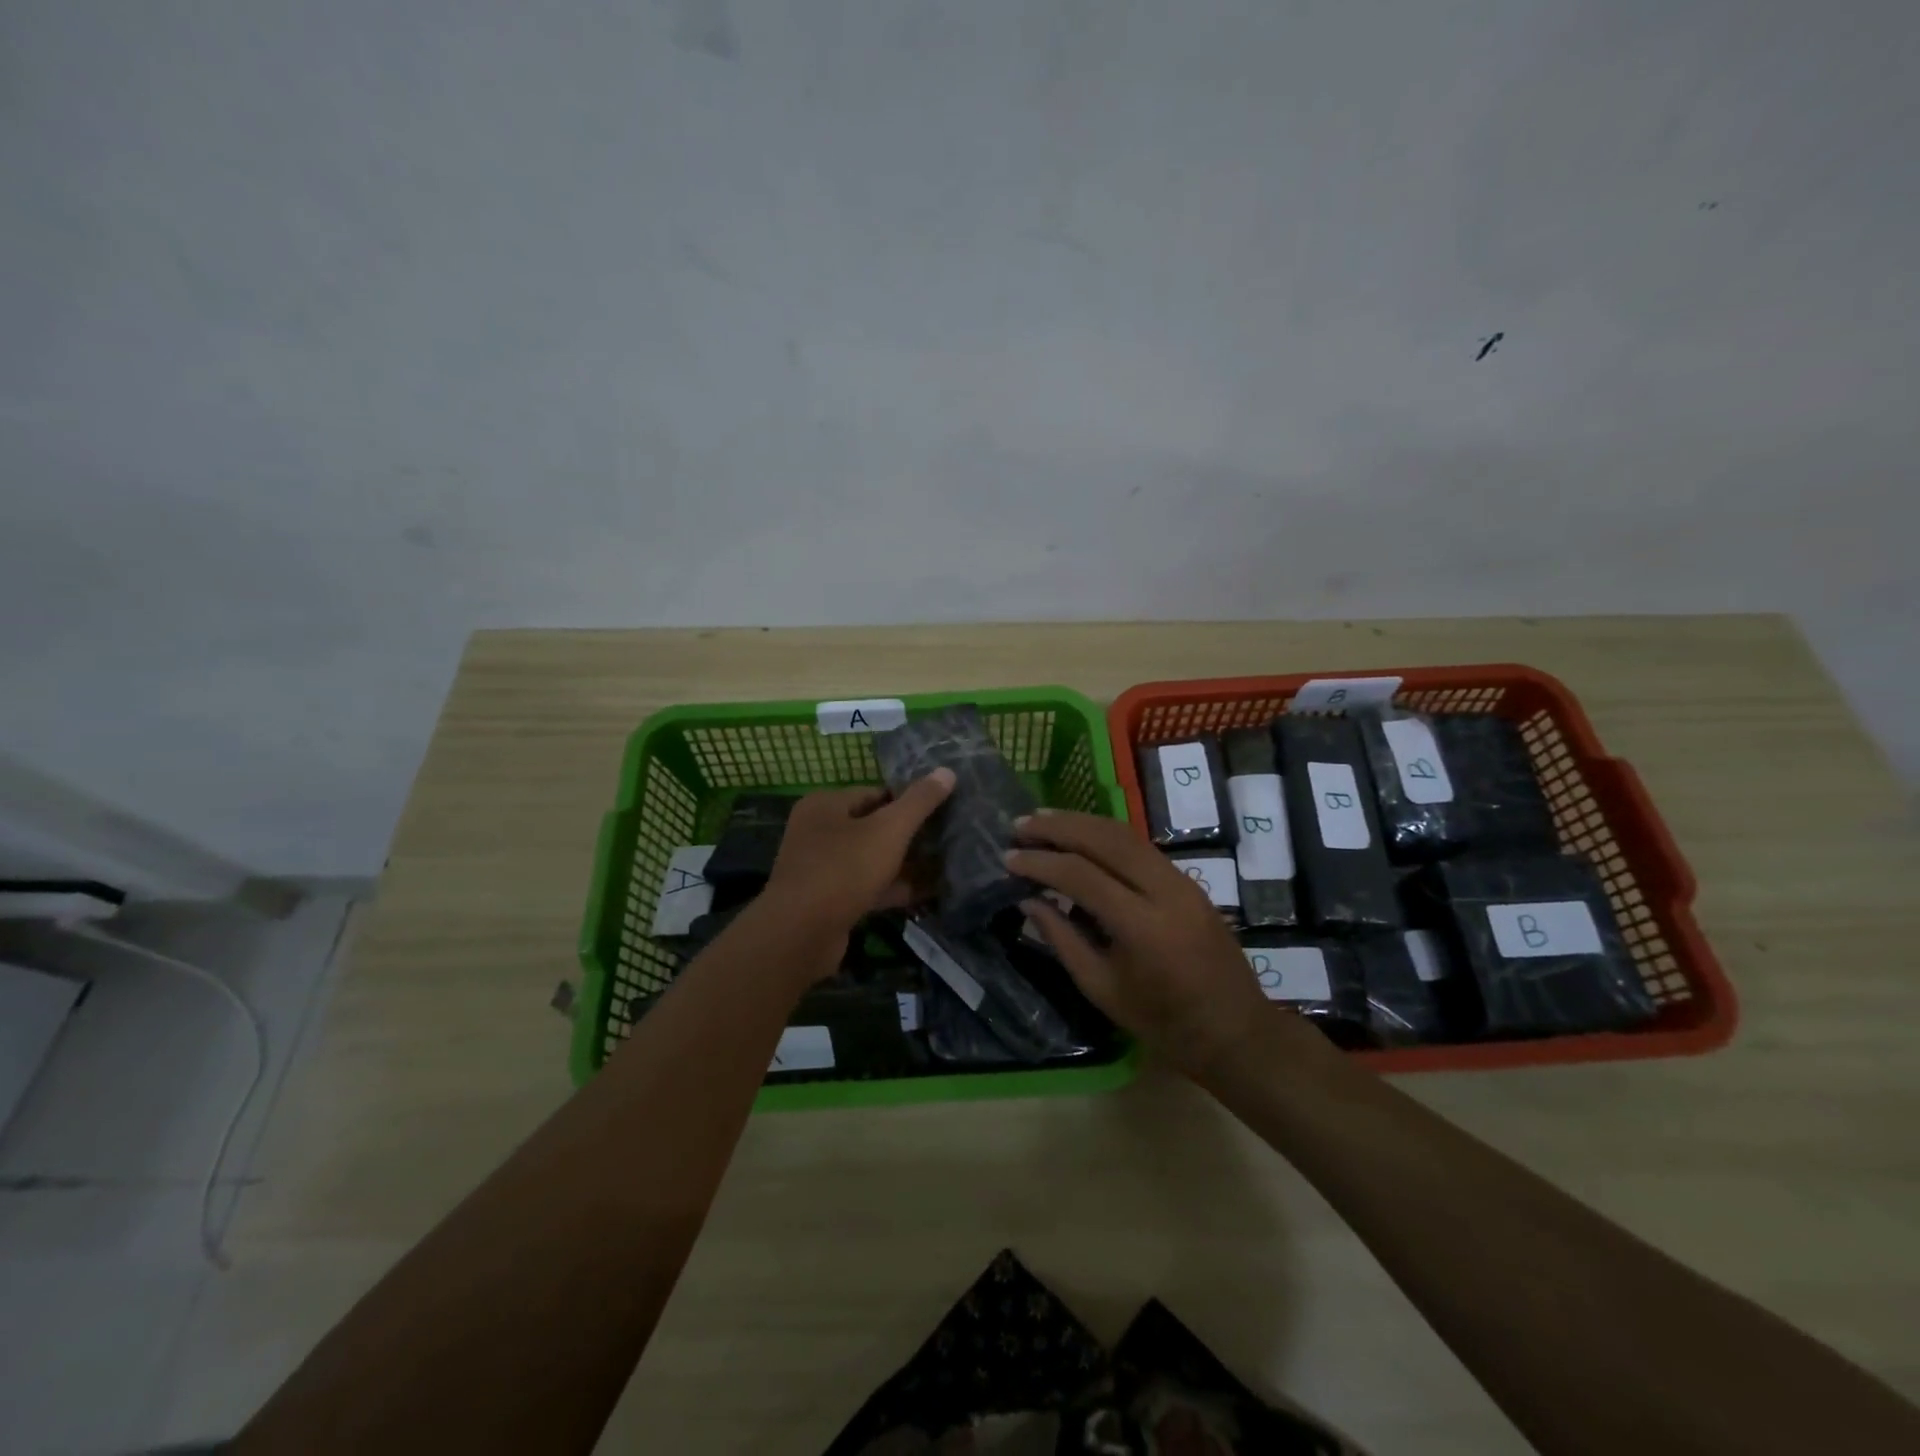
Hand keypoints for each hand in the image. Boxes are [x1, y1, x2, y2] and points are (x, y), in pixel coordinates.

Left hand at [759, 771, 955, 938]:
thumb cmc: (844, 869)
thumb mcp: (889, 830)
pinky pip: (867, 887)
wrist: (801, 934)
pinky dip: (893, 888)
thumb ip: (919, 802)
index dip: (908, 801)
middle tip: (946, 839)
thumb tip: (948, 771)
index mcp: (825, 805)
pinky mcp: (828, 901)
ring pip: (870, 859)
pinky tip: (927, 893)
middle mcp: (817, 832)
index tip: (941, 812)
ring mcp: (820, 868)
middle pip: (872, 826)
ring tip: (944, 865)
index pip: (875, 793)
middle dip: (908, 835)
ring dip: (904, 864)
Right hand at [1008, 810, 1290, 1078]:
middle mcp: (1165, 892)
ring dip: (1081, 822)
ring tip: (1043, 819)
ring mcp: (1182, 881)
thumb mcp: (1102, 988)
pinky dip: (1105, 834)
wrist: (1235, 1030)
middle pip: (1105, 840)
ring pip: (1125, 834)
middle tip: (1020, 825)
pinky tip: (1080, 835)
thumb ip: (1062, 939)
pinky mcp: (1188, 880)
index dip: (1041, 863)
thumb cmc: (1163, 1022)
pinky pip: (1140, 845)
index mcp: (1142, 927)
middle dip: (1059, 827)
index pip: (1082, 877)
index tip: (1008, 858)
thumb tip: (1028, 899)